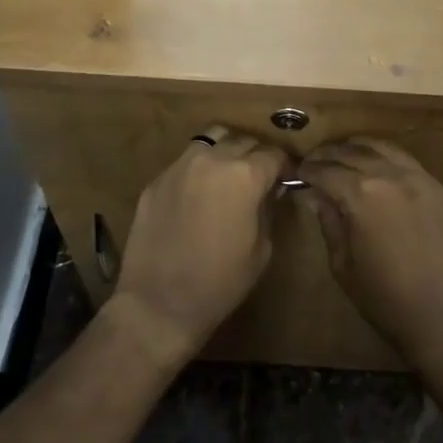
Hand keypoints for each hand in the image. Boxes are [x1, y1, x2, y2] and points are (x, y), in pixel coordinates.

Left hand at [111, 125, 288, 357]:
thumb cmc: (221, 282)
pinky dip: (200, 168)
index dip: (284, 166)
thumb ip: (268, 209)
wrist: (159, 303)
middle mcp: (213, 159)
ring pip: (212, 139)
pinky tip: (199, 193)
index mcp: (245, 175)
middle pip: (244, 141)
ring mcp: (180, 166)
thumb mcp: (262, 248)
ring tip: (229, 175)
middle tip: (260, 178)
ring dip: (226, 151)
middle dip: (257, 156)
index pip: (274, 154)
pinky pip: (186, 161)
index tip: (286, 178)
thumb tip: (270, 190)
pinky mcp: (156, 180)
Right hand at [299, 138, 442, 359]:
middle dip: (331, 154)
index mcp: (362, 194)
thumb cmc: (386, 299)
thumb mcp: (343, 265)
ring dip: (362, 148)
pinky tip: (385, 173)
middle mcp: (393, 176)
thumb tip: (315, 195)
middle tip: (317, 160)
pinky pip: (413, 166)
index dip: (308, 169)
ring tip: (348, 155)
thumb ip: (329, 222)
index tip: (298, 172)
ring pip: (387, 149)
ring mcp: (424, 181)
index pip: (326, 170)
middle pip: (355, 152)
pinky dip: (391, 162)